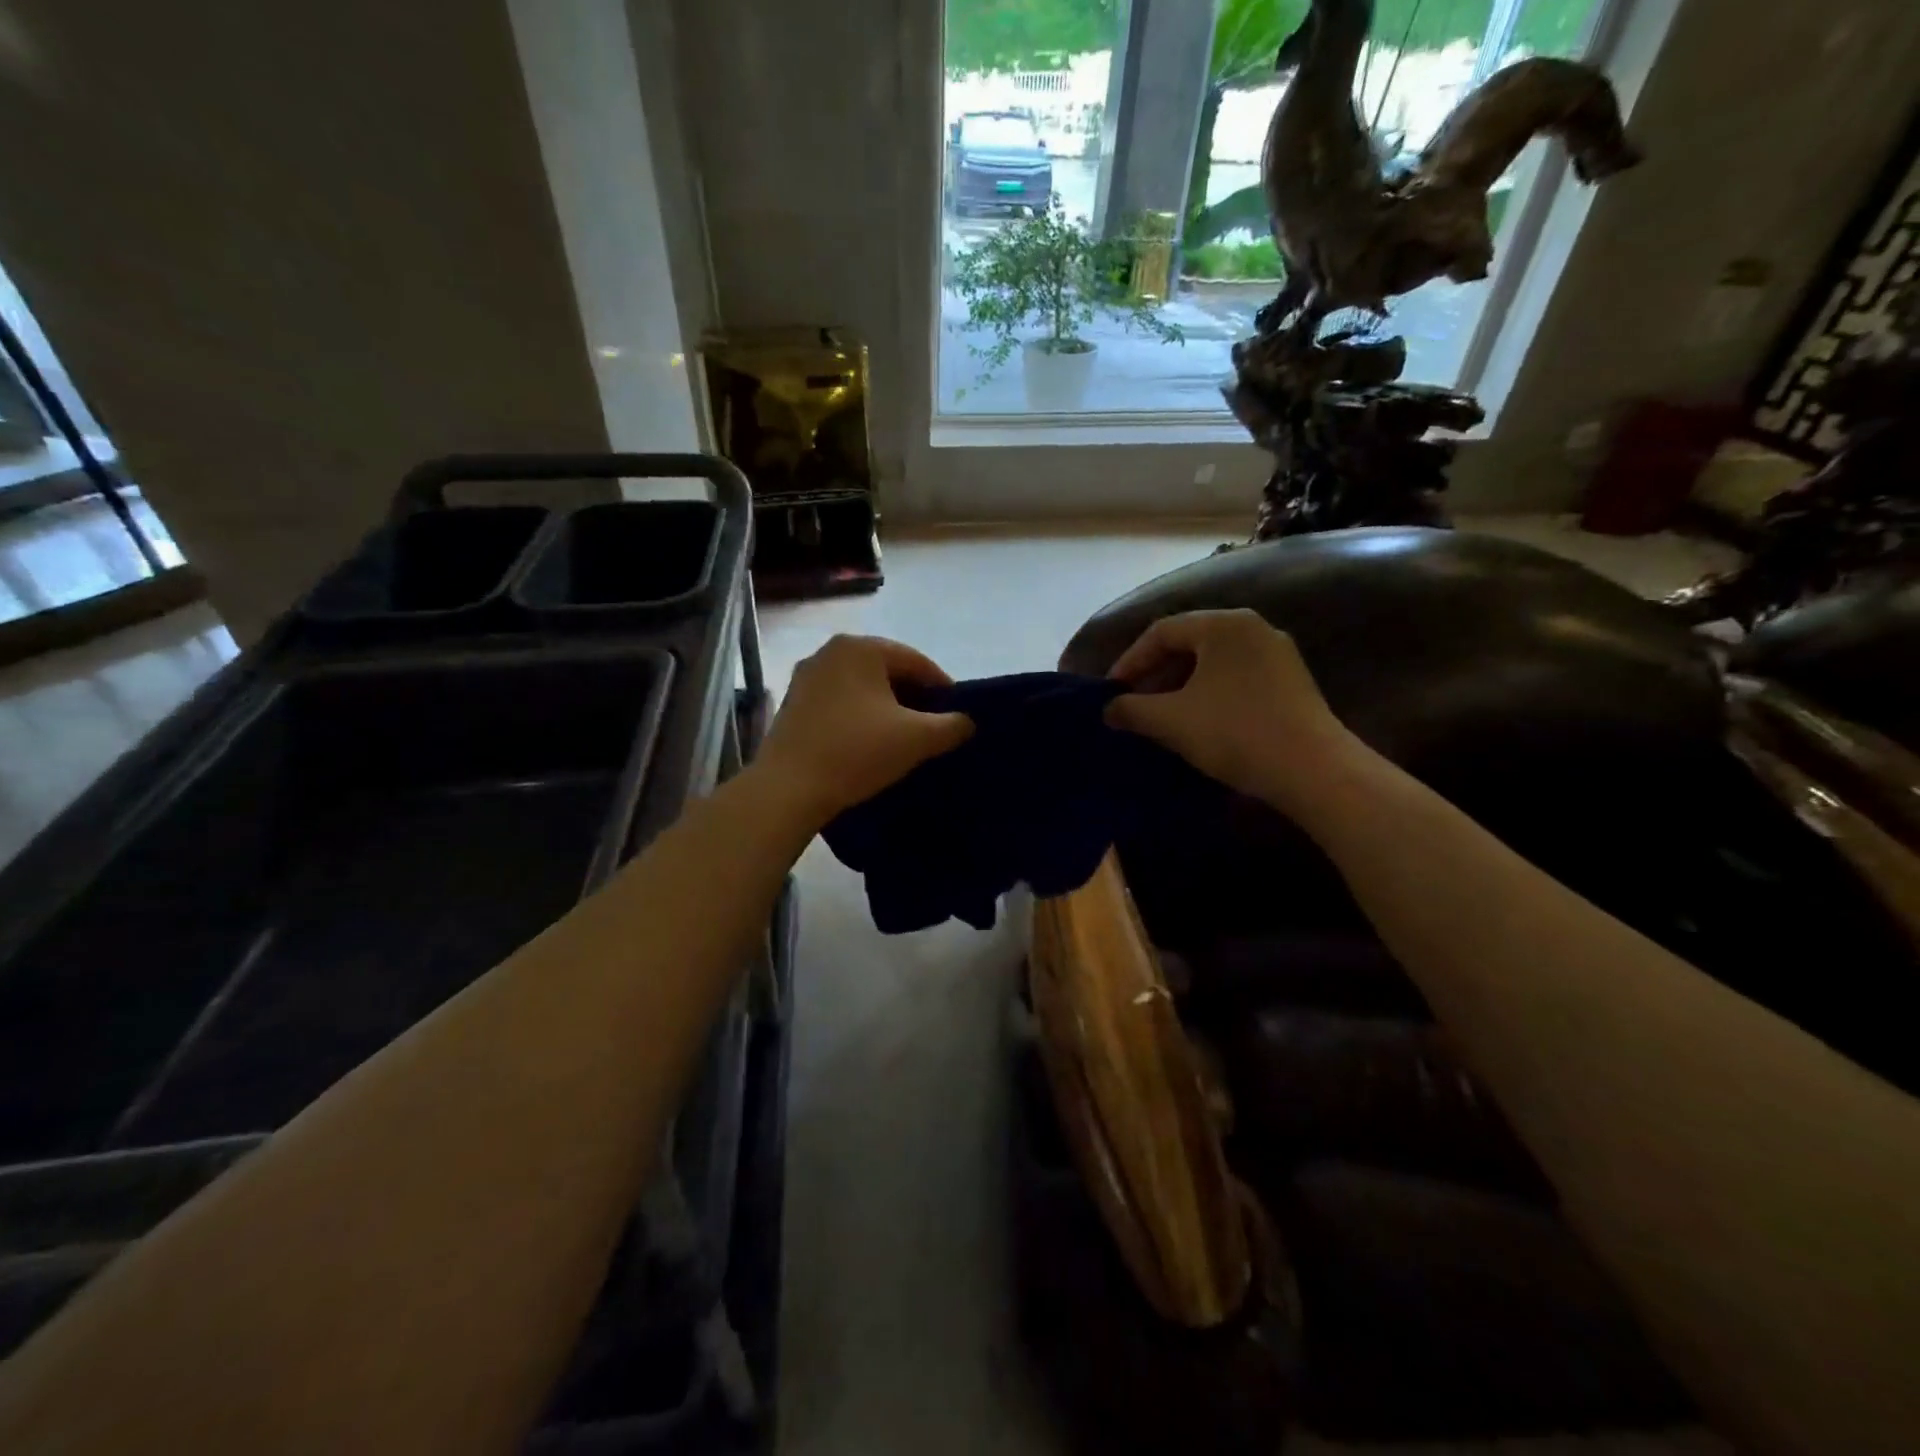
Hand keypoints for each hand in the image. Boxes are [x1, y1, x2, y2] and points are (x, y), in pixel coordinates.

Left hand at [754, 634, 972, 828]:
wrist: (789, 788)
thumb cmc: (857, 752)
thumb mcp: (917, 739)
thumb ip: (951, 725)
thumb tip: (966, 722)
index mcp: (861, 648)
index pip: (917, 662)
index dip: (943, 689)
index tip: (958, 716)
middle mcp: (830, 651)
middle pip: (887, 671)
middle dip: (912, 698)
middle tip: (932, 729)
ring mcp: (806, 677)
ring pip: (862, 688)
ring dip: (885, 709)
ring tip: (902, 739)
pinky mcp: (792, 703)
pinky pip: (839, 702)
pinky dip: (859, 717)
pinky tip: (867, 743)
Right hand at [1104, 610, 1353, 807]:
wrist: (1313, 770)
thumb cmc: (1234, 732)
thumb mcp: (1171, 720)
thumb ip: (1132, 709)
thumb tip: (1109, 708)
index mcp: (1223, 625)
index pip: (1162, 631)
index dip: (1130, 661)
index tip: (1111, 691)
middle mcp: (1253, 628)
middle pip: (1190, 643)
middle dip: (1156, 674)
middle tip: (1133, 703)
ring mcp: (1278, 654)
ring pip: (1214, 663)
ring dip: (1181, 686)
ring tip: (1161, 717)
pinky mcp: (1292, 682)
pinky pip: (1237, 678)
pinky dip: (1209, 694)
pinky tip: (1198, 723)